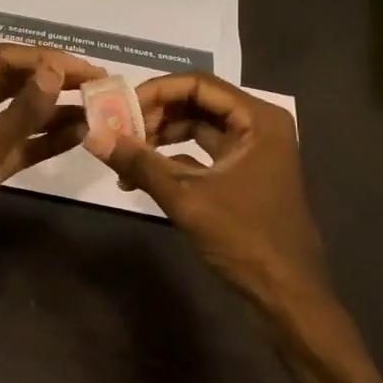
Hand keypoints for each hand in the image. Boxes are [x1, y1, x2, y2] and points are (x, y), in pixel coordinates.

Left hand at [0, 44, 104, 304]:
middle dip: (52, 81)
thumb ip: (22, 111)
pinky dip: (45, 139)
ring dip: (53, 110)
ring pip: (17, 114)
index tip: (84, 67)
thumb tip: (56, 71)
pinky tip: (79, 134)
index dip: (43, 59)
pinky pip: (18, 144)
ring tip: (97, 107)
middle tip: (98, 83)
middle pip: (10, 83)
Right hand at [84, 72, 382, 382]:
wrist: (289, 298)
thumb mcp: (187, 198)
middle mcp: (258, 126)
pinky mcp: (243, 176)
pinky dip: (172, 161)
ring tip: (125, 158)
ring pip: (197, 129)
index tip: (119, 109)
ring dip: (159, 140)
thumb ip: (139, 163)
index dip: (155, 92)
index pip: (198, 84)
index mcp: (258, 119)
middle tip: (119, 134)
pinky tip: (141, 179)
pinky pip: (201, 154)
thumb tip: (93, 135)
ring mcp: (252, 152)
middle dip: (154, 117)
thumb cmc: (246, 239)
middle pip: (196, 103)